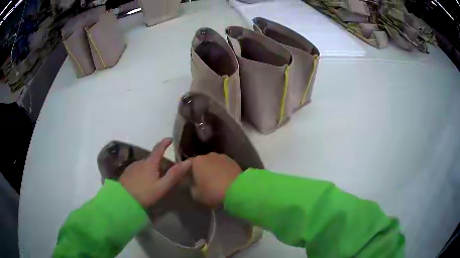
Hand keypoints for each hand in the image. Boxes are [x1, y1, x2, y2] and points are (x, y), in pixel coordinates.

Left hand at [119, 138, 191, 207]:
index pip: (158, 148)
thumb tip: (188, 162)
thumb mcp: (162, 186)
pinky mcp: (127, 173)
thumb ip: (174, 174)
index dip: (165, 142)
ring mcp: (132, 167)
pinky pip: (138, 169)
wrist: (123, 200)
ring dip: (151, 168)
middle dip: (159, 162)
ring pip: (145, 165)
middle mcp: (140, 161)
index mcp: (150, 163)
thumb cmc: (145, 193)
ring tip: (155, 180)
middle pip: (152, 158)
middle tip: (166, 172)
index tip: (171, 138)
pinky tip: (144, 182)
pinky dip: (143, 172)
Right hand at [190, 153, 241, 206]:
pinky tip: (225, 179)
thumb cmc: (212, 192)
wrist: (237, 190)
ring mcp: (222, 156)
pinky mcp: (233, 160)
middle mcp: (208, 155)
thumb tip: (194, 184)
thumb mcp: (196, 195)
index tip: (190, 180)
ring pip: (214, 163)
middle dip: (202, 170)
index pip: (188, 164)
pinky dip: (223, 170)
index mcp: (197, 161)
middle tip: (203, 181)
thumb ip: (192, 187)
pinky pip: (223, 165)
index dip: (188, 173)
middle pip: (202, 162)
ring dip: (213, 169)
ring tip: (216, 180)